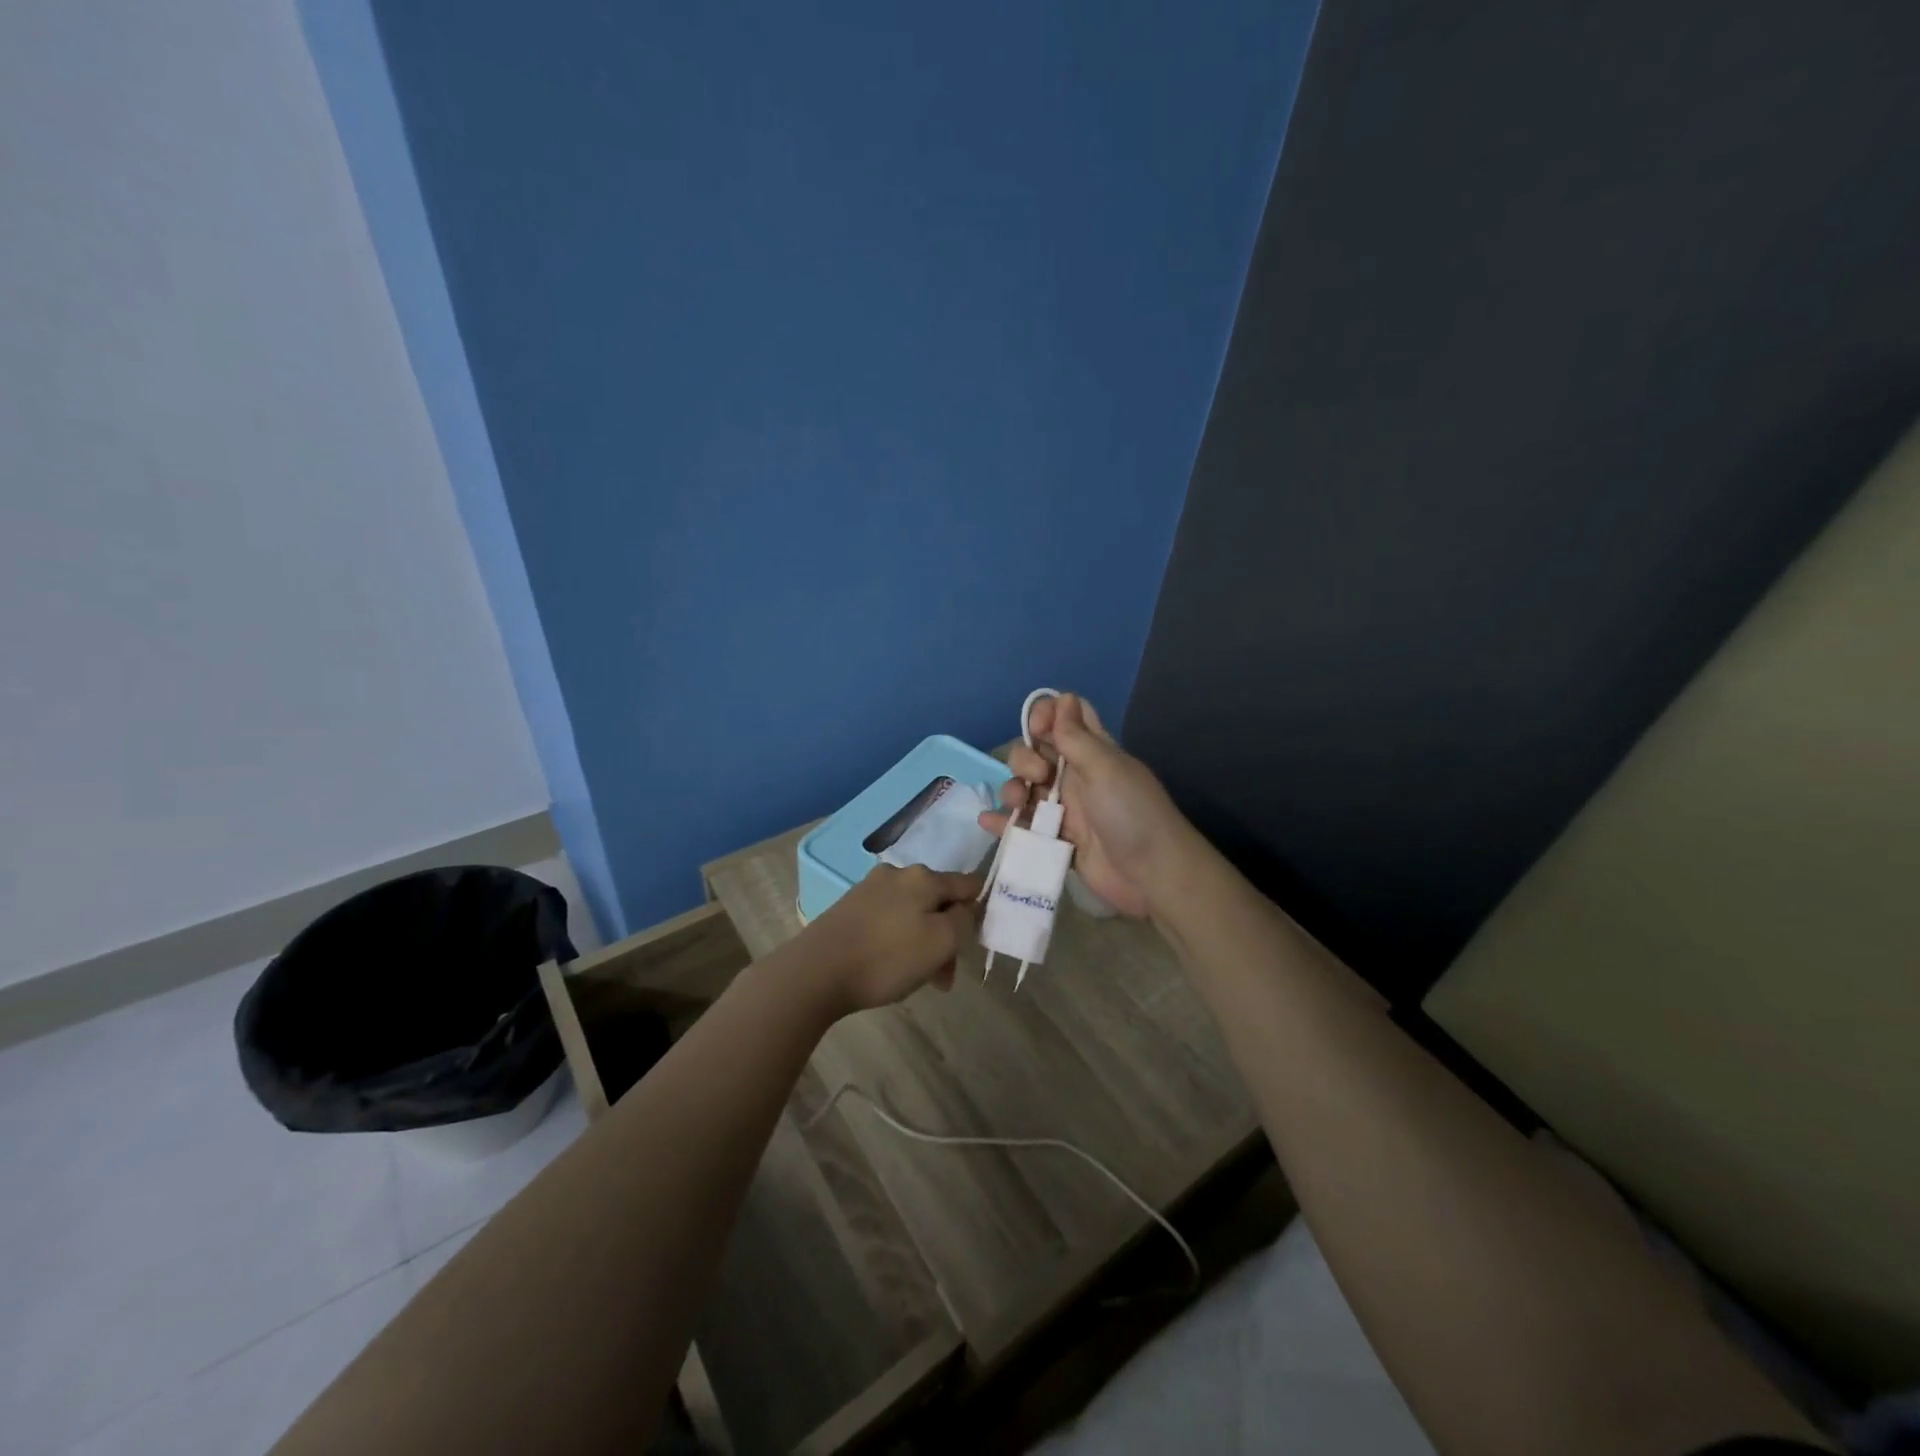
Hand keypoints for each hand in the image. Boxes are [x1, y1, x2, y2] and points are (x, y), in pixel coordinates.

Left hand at [801, 864, 981, 1013]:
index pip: (968, 884)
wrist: (816, 971)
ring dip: (923, 942)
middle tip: (943, 977)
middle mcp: (898, 873)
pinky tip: (890, 966)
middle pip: (938, 901)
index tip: (973, 943)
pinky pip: (888, 920)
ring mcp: (870, 888)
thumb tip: (966, 908)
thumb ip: (964, 920)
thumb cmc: (886, 958)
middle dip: (946, 936)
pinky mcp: (850, 907)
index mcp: (924, 876)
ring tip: (917, 980)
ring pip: (913, 913)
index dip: (978, 911)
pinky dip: (898, 940)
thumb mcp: (941, 942)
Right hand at [978, 693, 1188, 919]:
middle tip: (1040, 776)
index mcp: (1092, 752)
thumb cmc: (1132, 813)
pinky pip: (1023, 826)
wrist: (1151, 875)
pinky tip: (989, 822)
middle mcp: (1075, 776)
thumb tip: (1062, 697)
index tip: (1038, 729)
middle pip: (1035, 752)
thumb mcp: (1105, 768)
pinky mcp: (1055, 840)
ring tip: (1018, 805)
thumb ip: (1077, 736)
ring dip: (1012, 789)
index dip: (1046, 715)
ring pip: (1025, 788)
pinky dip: (1004, 823)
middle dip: (1025, 758)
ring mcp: (1064, 810)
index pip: (1065, 717)